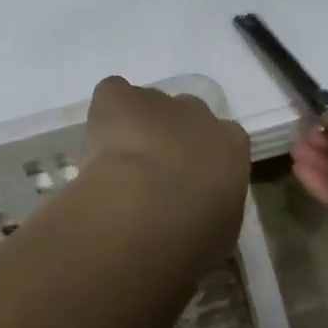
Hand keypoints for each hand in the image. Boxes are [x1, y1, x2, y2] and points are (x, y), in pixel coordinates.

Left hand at [84, 77, 249, 250]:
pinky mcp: (120, 97)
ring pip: (147, 106)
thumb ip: (213, 211)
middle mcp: (198, 113)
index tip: (188, 184)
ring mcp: (158, 99)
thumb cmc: (194, 234)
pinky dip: (105, 112)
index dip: (202, 159)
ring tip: (117, 164)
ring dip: (135, 127)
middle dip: (170, 137)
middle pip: (185, 115)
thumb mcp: (220, 232)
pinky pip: (113, 94)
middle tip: (150, 175)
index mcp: (231, 144)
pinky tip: (96, 144)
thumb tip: (200, 215)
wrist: (148, 211)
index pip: (223, 141)